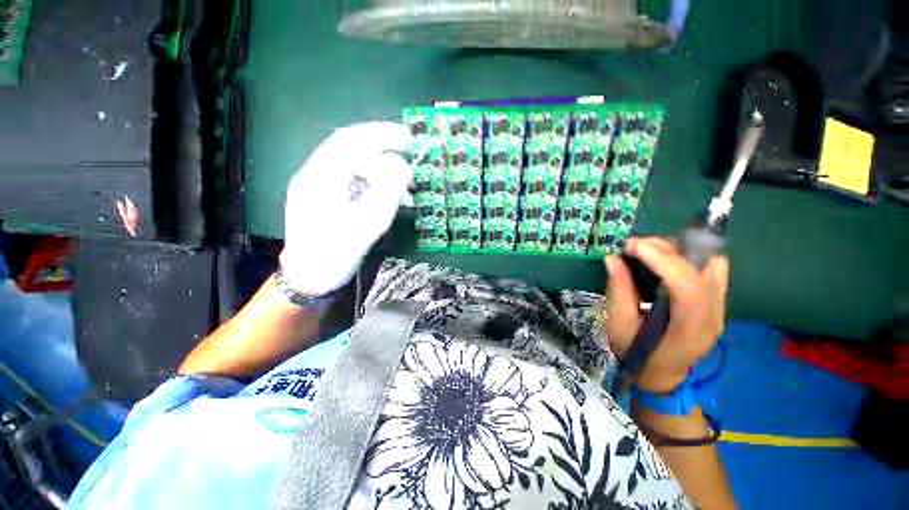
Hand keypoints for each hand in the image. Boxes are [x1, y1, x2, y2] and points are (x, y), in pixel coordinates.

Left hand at [280, 122, 411, 295]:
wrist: (308, 280)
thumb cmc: (333, 256)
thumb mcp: (364, 226)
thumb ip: (384, 193)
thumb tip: (400, 166)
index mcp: (319, 178)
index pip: (350, 141)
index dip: (381, 135)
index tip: (408, 138)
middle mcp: (316, 175)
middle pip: (351, 148)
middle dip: (382, 145)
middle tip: (409, 150)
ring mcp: (320, 187)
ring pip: (354, 164)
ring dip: (381, 166)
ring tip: (405, 179)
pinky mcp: (328, 200)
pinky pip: (355, 181)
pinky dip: (376, 181)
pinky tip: (391, 194)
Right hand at [603, 237, 728, 392]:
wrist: (661, 374)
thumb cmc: (637, 355)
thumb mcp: (620, 326)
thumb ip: (619, 291)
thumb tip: (613, 258)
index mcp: (691, 329)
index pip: (689, 287)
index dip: (662, 260)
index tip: (632, 246)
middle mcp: (714, 315)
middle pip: (704, 270)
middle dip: (668, 250)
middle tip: (634, 247)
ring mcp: (720, 307)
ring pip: (711, 264)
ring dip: (679, 251)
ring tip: (648, 251)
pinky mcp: (715, 300)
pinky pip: (710, 268)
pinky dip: (687, 257)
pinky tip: (664, 261)